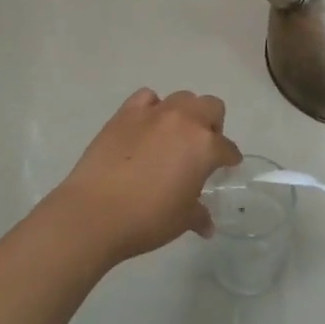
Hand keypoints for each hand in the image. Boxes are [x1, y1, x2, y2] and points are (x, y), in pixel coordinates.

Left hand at [47, 88, 241, 268]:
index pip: (227, 148)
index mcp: (205, 146)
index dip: (230, 159)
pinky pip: (146, 98)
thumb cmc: (147, 219)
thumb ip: (199, 215)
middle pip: (211, 107)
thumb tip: (207, 225)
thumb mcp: (182, 220)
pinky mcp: (124, 114)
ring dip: (185, 113)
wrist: (94, 212)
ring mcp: (153, 114)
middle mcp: (184, 121)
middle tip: (202, 148)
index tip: (227, 167)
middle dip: (213, 124)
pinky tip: (146, 127)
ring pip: (181, 98)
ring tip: (174, 136)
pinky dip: (151, 108)